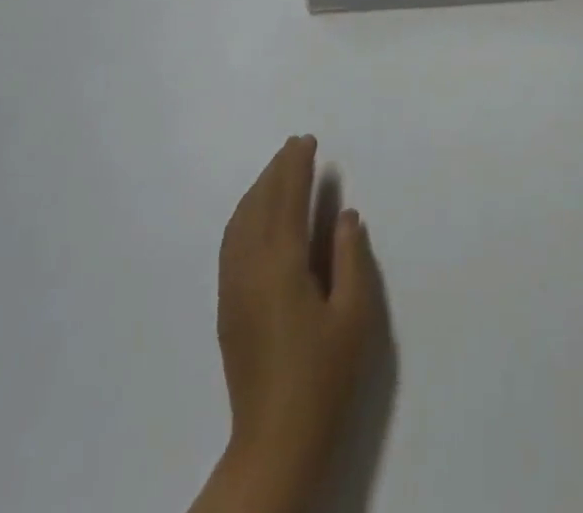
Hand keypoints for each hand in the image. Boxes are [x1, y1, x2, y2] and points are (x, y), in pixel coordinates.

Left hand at [213, 136, 375, 506]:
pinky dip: (244, 213)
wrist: (276, 441)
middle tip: (295, 145)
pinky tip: (255, 214)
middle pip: (260, 203)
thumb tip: (344, 215)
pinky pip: (231, 241)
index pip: (287, 199)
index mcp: (282, 264)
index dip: (296, 167)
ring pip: (240, 221)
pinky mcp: (227, 306)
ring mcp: (233, 286)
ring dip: (258, 189)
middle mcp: (250, 266)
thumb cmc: (324, 376)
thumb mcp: (355, 316)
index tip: (307, 141)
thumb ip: (351, 258)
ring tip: (277, 170)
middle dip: (276, 170)